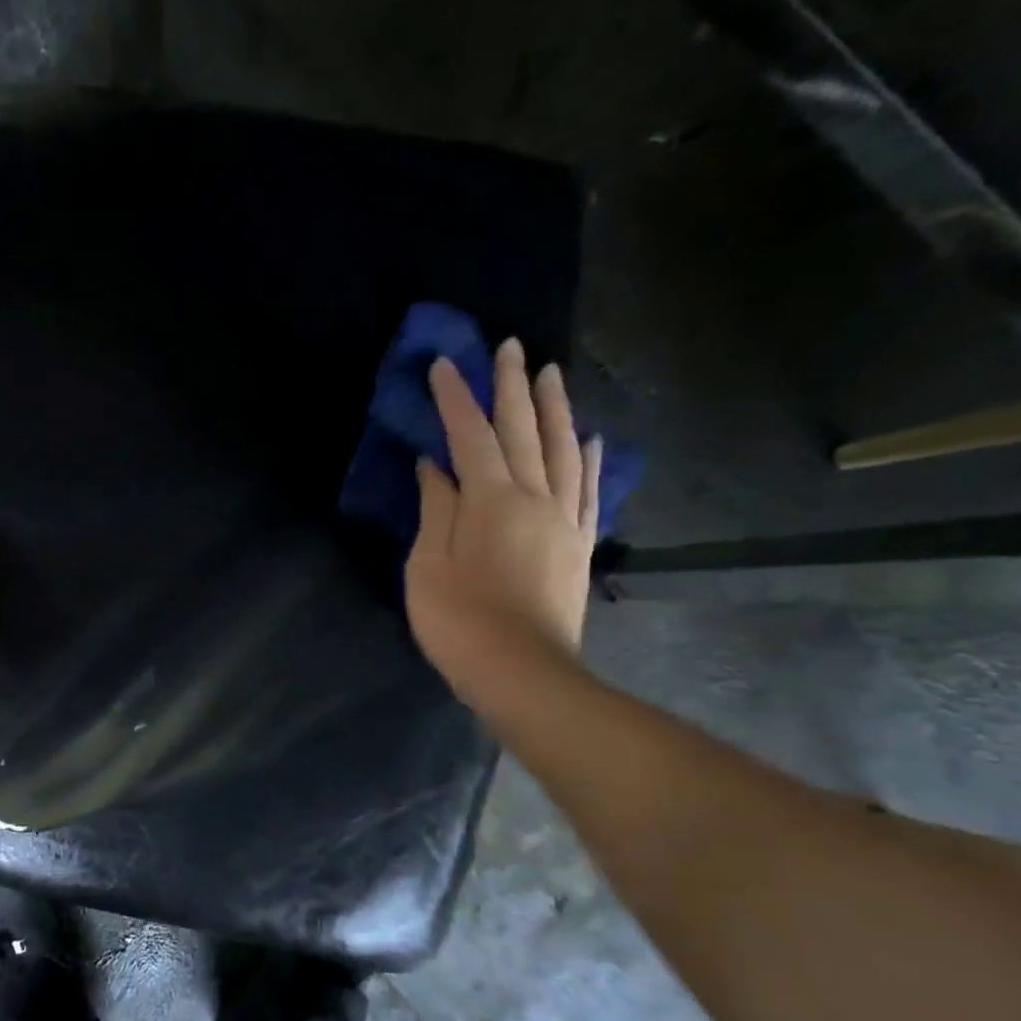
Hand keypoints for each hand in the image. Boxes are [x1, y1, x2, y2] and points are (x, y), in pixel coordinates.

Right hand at [404, 338, 600, 697]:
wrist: (521, 673)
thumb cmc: (458, 620)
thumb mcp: (429, 565)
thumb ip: (436, 510)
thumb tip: (435, 467)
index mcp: (491, 500)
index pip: (471, 436)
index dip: (455, 398)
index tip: (444, 364)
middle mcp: (535, 498)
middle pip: (525, 431)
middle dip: (513, 387)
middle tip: (510, 347)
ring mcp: (563, 520)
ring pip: (564, 451)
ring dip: (555, 409)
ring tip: (551, 374)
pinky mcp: (578, 544)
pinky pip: (589, 490)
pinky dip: (589, 459)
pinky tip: (591, 439)